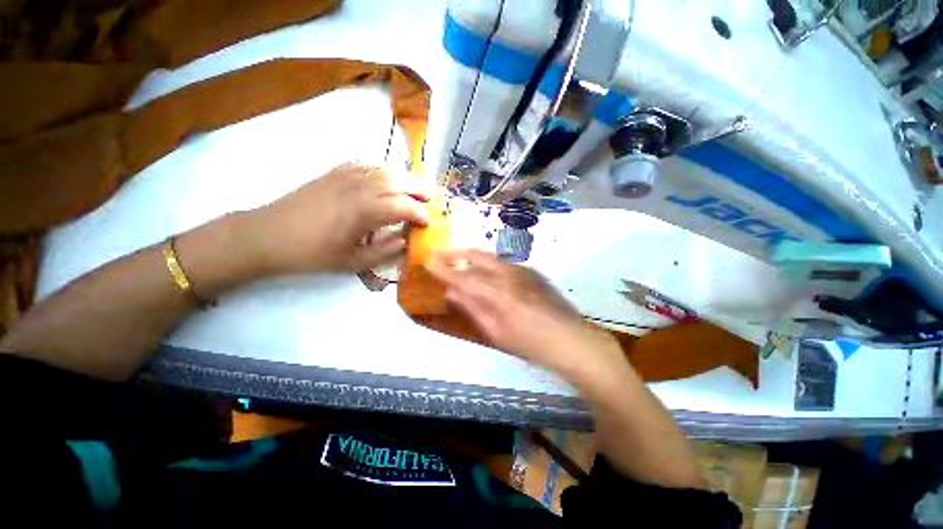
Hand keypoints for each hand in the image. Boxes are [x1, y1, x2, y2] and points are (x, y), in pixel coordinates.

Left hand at [246, 163, 430, 273]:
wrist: (268, 235)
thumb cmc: (312, 253)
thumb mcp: (352, 262)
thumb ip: (385, 251)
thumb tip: (405, 241)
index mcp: (364, 211)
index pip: (404, 206)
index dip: (420, 213)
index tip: (428, 222)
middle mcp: (359, 188)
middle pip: (399, 181)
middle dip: (420, 189)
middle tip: (432, 198)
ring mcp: (345, 176)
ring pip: (384, 169)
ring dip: (405, 177)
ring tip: (416, 187)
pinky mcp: (334, 172)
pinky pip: (366, 164)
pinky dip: (383, 169)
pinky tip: (387, 177)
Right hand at [427, 249, 625, 383]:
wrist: (570, 339)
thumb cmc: (529, 342)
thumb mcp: (495, 331)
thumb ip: (472, 307)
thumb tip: (451, 292)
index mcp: (496, 292)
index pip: (462, 276)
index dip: (443, 268)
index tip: (427, 261)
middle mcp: (507, 274)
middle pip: (476, 256)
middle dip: (456, 253)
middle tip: (440, 253)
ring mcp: (521, 270)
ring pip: (490, 257)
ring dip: (471, 256)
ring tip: (458, 258)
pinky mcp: (531, 272)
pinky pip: (503, 262)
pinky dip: (488, 262)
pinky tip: (485, 269)